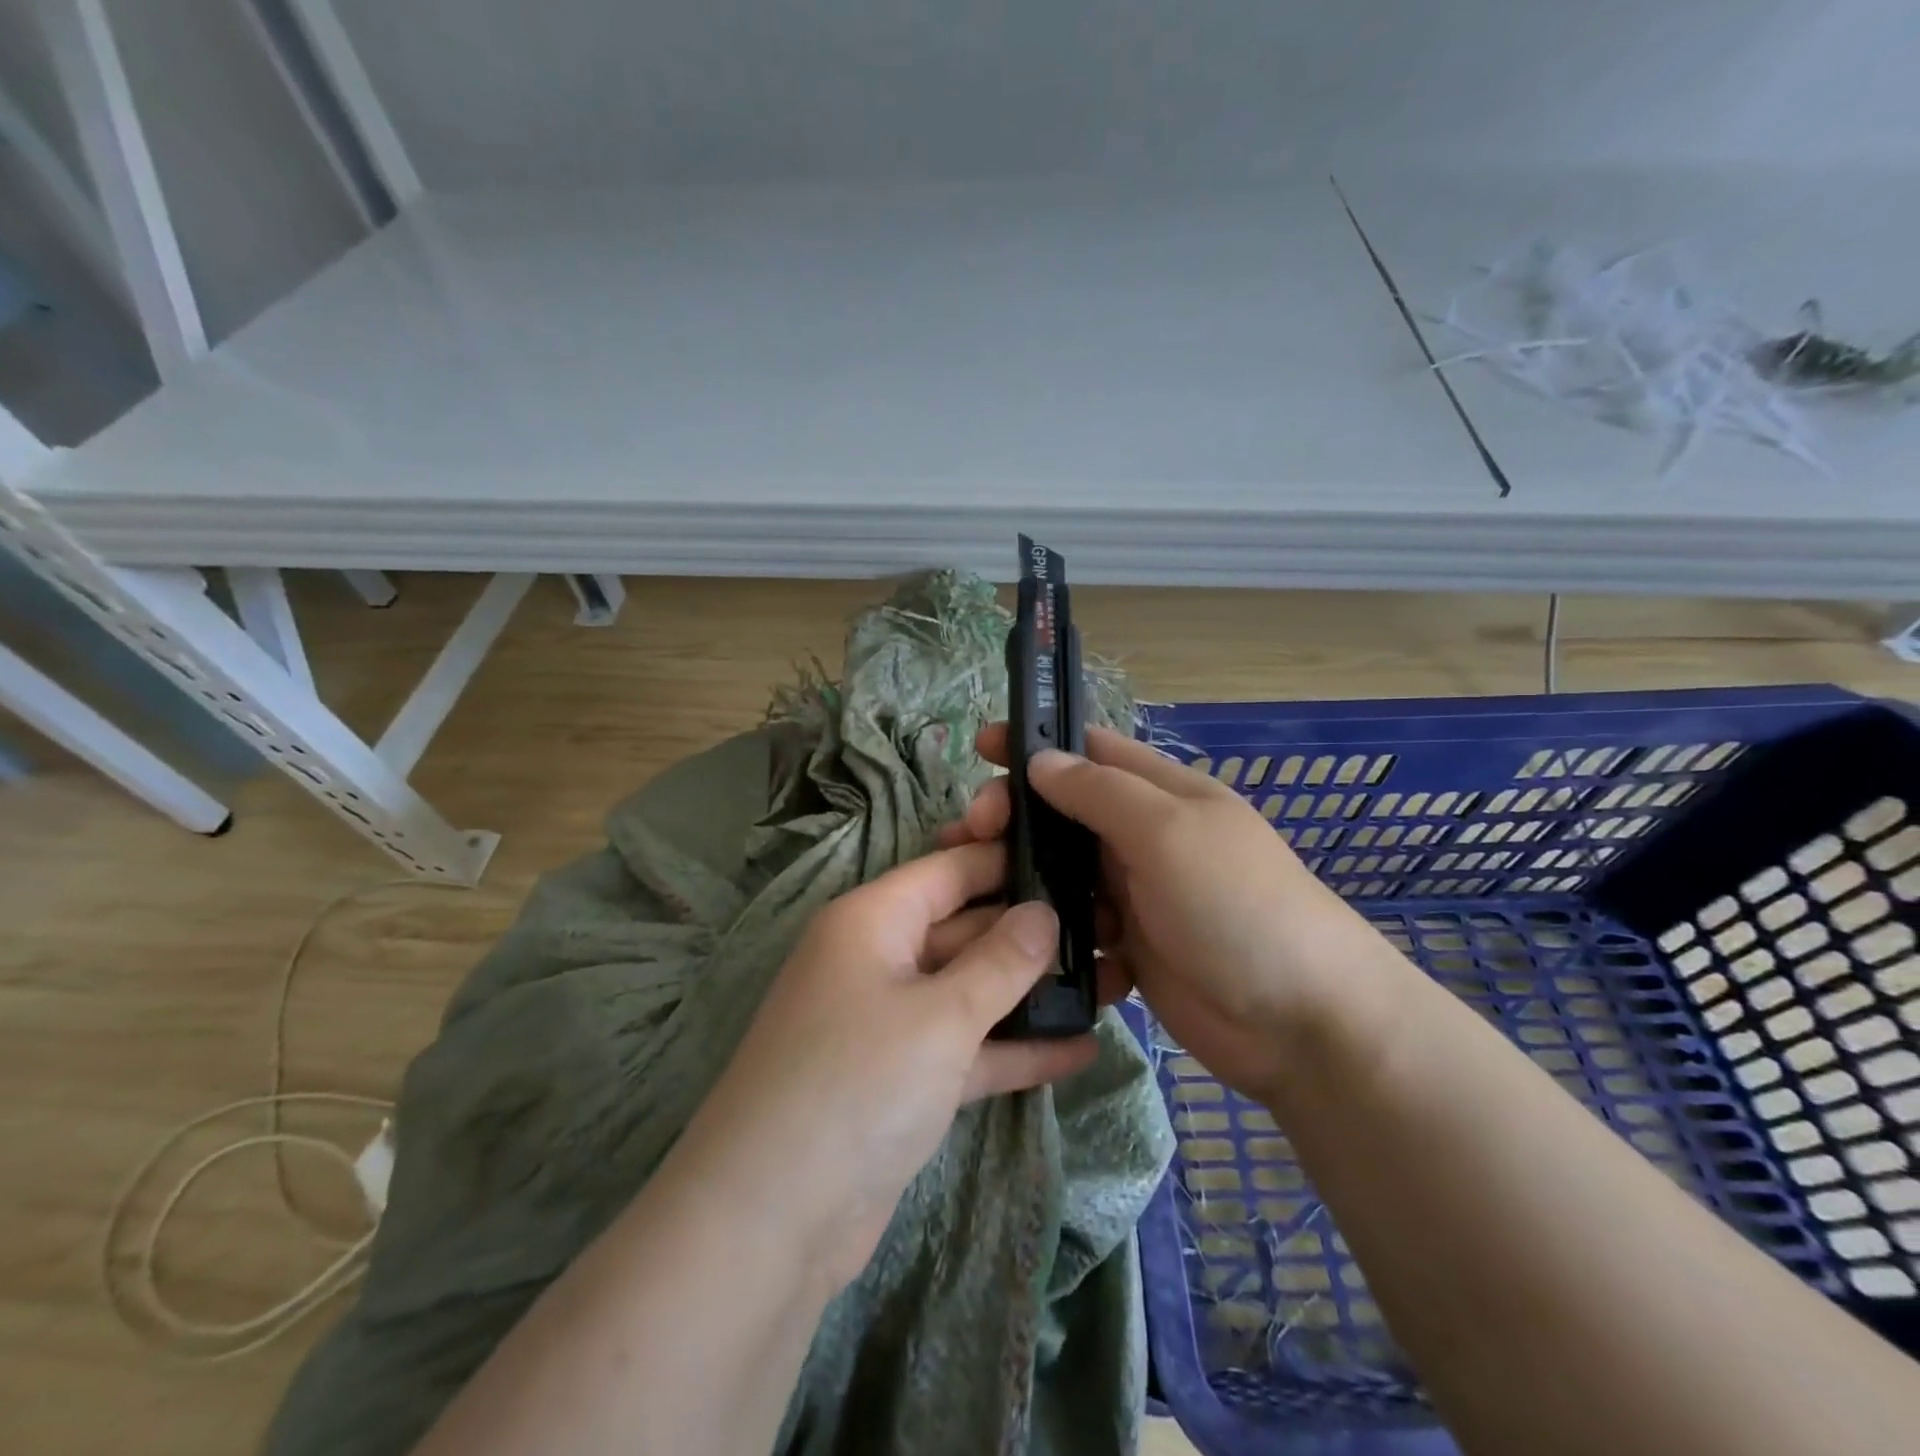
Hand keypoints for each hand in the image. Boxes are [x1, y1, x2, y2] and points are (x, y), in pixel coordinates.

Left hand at [670, 840, 1098, 1293]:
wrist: (770, 1222)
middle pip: (966, 928)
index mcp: (873, 920)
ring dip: (1032, 993)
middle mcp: (879, 959)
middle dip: (1033, 933)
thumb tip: (1043, 912)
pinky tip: (1079, 1050)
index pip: (951, 869)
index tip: (1076, 857)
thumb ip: (1000, 961)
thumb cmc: (858, 1084)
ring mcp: (889, 1022)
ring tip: (1109, 985)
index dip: (1009, 859)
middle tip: (1110, 929)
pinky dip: (1013, 1049)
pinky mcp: (901, 1079)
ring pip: (971, 990)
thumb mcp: (941, 1015)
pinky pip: (965, 1048)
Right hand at [944, 726, 1396, 1102]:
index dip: (1035, 743)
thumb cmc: (1236, 906)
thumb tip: (1040, 760)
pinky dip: (1048, 929)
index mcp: (1161, 794)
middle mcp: (1144, 837)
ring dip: (1022, 875)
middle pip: (1064, 812)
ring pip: (1063, 871)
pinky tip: (1019, 940)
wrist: (1301, 1023)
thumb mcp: (1168, 833)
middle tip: (969, 833)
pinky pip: (1075, 926)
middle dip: (1015, 815)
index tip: (981, 747)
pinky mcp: (1130, 947)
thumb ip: (1100, 793)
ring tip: (977, 889)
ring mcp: (1136, 894)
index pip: (1088, 750)